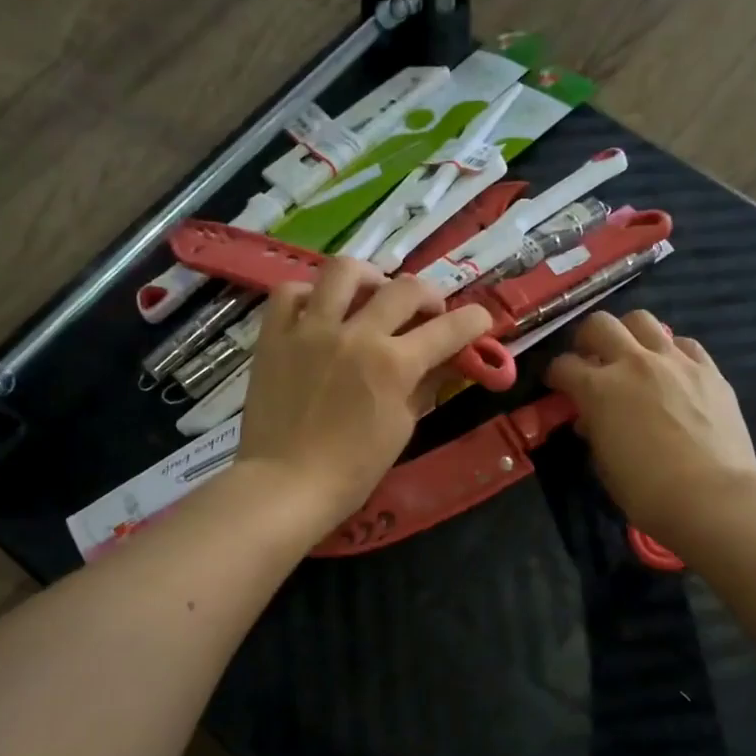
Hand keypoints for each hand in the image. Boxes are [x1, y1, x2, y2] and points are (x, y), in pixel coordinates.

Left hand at [237, 258, 492, 527]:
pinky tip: (321, 310)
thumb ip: (427, 386)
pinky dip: (311, 294)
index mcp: (394, 364)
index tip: (481, 320)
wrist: (285, 484)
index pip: (449, 328)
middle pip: (404, 288)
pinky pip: (290, 293)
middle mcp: (356, 334)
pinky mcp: (274, 336)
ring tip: (373, 292)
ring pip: (343, 271)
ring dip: (369, 277)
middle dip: (429, 295)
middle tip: (429, 312)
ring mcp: (311, 330)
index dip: (474, 320)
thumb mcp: (402, 428)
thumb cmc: (353, 470)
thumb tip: (449, 362)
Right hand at [546, 311, 755, 540]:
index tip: (558, 386)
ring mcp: (675, 362)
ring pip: (642, 320)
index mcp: (599, 389)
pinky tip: (672, 371)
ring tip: (632, 357)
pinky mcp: (709, 370)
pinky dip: (671, 352)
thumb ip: (595, 431)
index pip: (564, 365)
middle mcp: (634, 363)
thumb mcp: (605, 464)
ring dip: (629, 334)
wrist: (713, 496)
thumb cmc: (648, 491)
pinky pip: (684, 344)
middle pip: (599, 324)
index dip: (556, 375)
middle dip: (587, 339)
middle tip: (591, 359)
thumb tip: (593, 418)